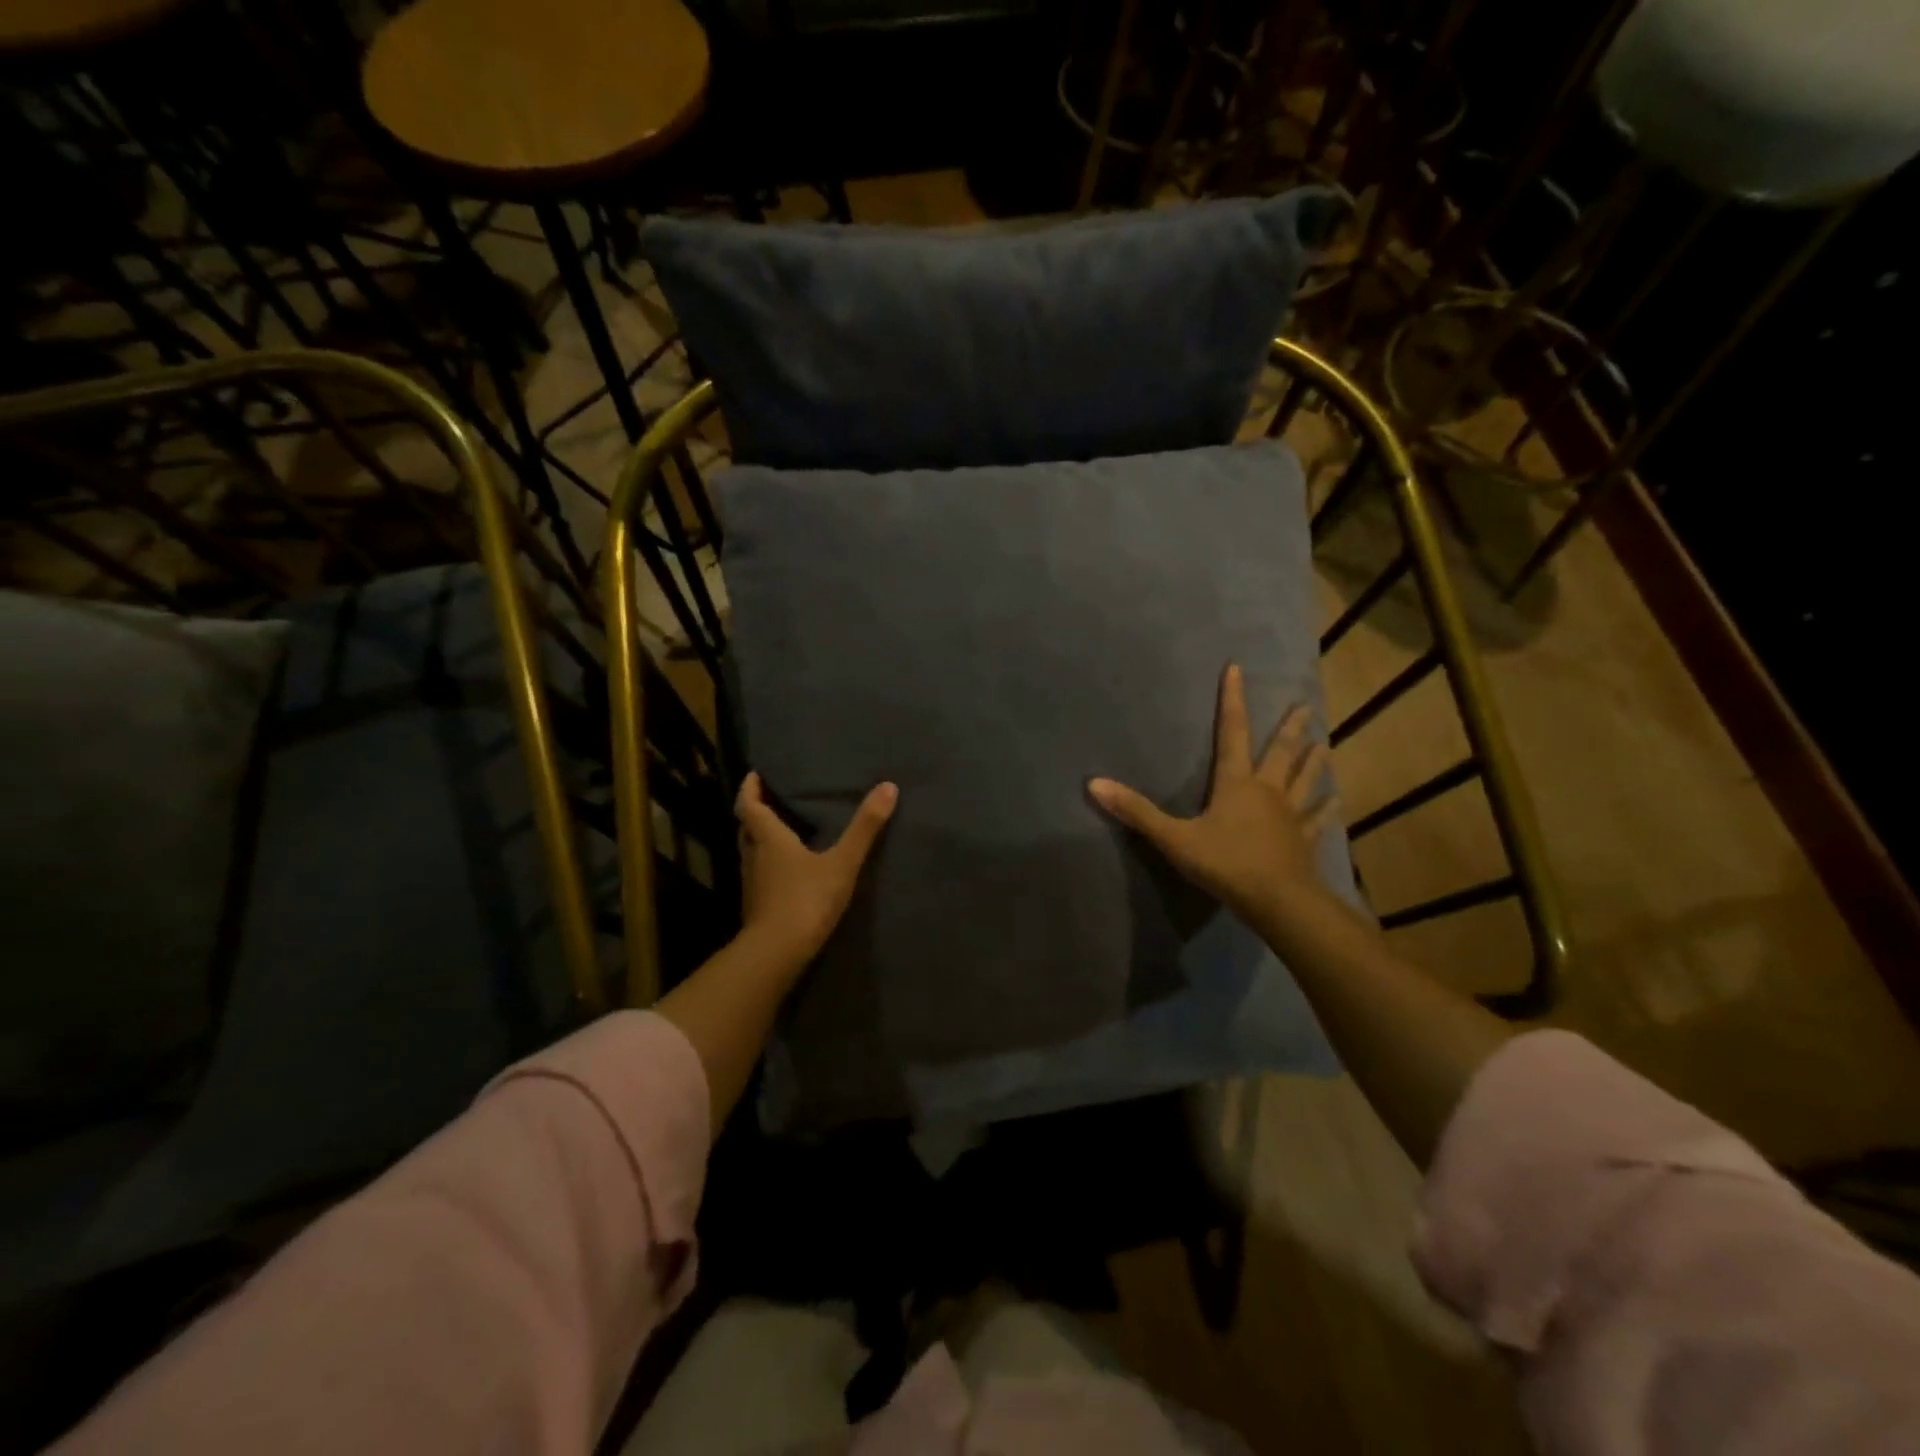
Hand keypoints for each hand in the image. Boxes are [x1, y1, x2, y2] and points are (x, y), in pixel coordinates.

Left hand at [736, 771, 897, 963]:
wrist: (777, 953)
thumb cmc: (807, 899)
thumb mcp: (842, 862)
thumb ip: (864, 827)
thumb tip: (888, 786)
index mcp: (769, 838)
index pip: (749, 806)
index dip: (750, 789)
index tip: (754, 775)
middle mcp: (754, 856)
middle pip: (747, 828)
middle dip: (755, 813)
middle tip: (769, 801)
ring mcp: (752, 884)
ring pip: (751, 852)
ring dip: (760, 839)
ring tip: (780, 832)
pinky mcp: (756, 906)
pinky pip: (759, 875)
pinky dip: (767, 865)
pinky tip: (785, 872)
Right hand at [1088, 664, 1338, 924]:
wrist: (1278, 901)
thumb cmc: (1226, 864)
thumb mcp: (1174, 838)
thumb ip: (1136, 812)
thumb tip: (1094, 783)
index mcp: (1236, 784)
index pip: (1231, 733)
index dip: (1232, 700)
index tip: (1237, 669)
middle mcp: (1267, 791)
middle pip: (1279, 753)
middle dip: (1289, 728)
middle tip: (1304, 706)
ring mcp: (1290, 816)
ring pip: (1304, 780)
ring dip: (1313, 762)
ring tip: (1324, 743)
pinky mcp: (1305, 841)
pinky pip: (1317, 820)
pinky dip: (1326, 809)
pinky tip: (1337, 800)